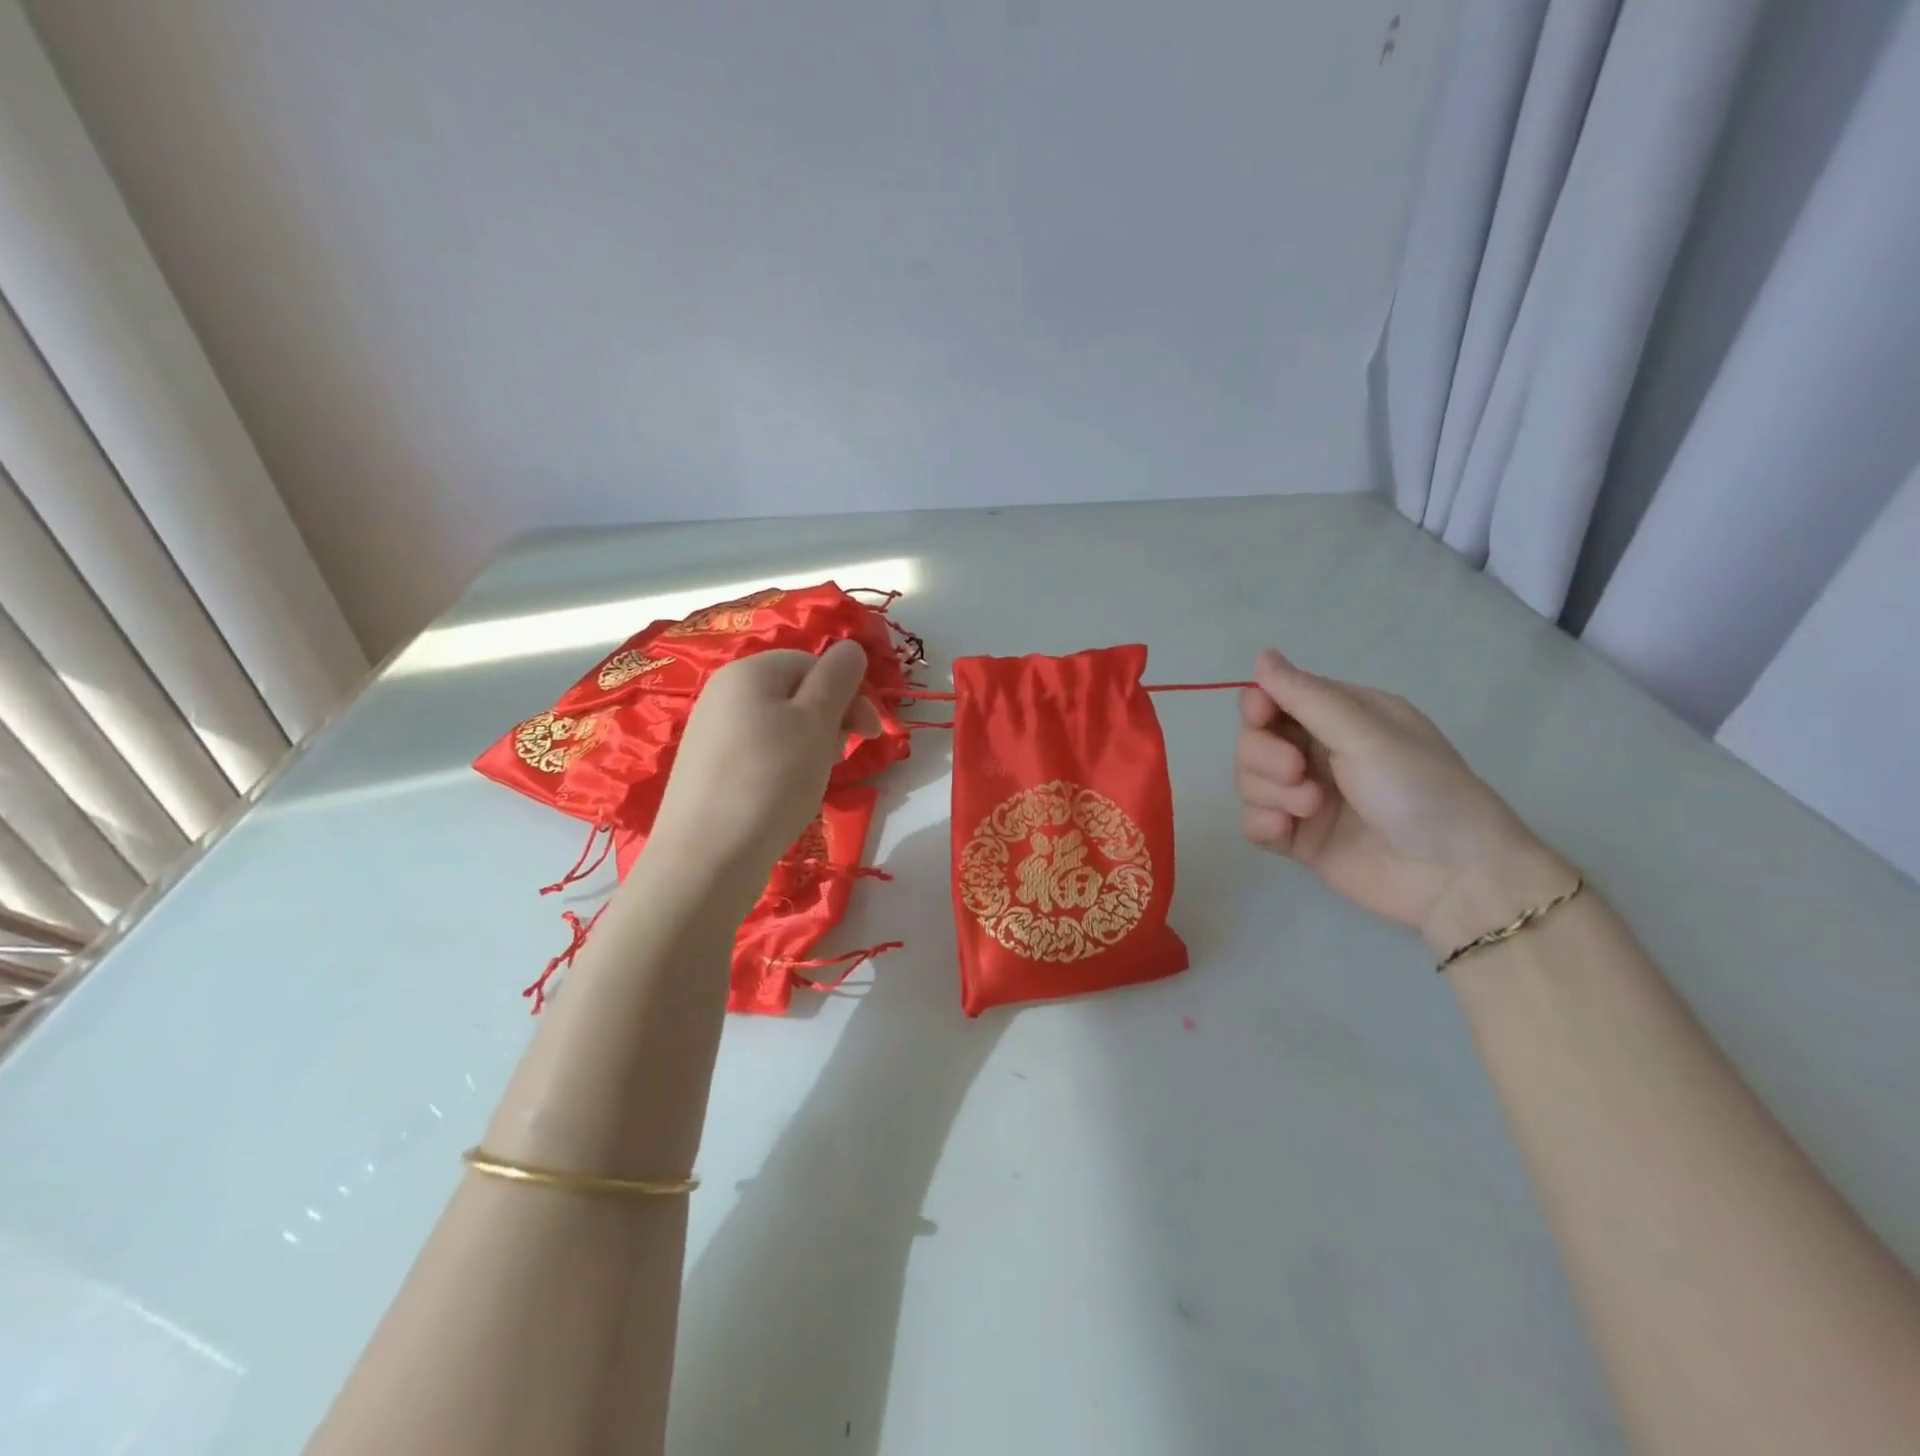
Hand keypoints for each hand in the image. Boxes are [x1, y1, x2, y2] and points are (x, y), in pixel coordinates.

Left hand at [646, 642, 881, 899]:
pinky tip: (786, 795)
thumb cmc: (771, 780)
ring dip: (810, 745)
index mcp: (749, 671)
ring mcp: (711, 731)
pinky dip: (782, 766)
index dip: (848, 693)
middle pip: (795, 692)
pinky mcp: (708, 768)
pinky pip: (758, 751)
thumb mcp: (816, 722)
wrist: (707, 857)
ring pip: (779, 724)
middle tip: (840, 758)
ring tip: (815, 780)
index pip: (813, 663)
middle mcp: (723, 692)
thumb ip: (838, 677)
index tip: (870, 734)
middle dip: (830, 720)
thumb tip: (850, 647)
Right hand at [1235, 648, 1570, 952]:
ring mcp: (1306, 797)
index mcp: (1342, 718)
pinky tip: (1286, 832)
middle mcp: (1319, 753)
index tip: (1260, 716)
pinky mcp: (1298, 838)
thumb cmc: (1418, 790)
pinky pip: (1253, 822)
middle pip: (1253, 741)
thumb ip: (1306, 696)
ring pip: (1249, 781)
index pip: (1276, 699)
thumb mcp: (1365, 734)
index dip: (1258, 706)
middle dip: (1264, 755)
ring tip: (1311, 809)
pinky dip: (1263, 824)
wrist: (1452, 876)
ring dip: (1269, 792)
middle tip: (1296, 771)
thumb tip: (1261, 655)